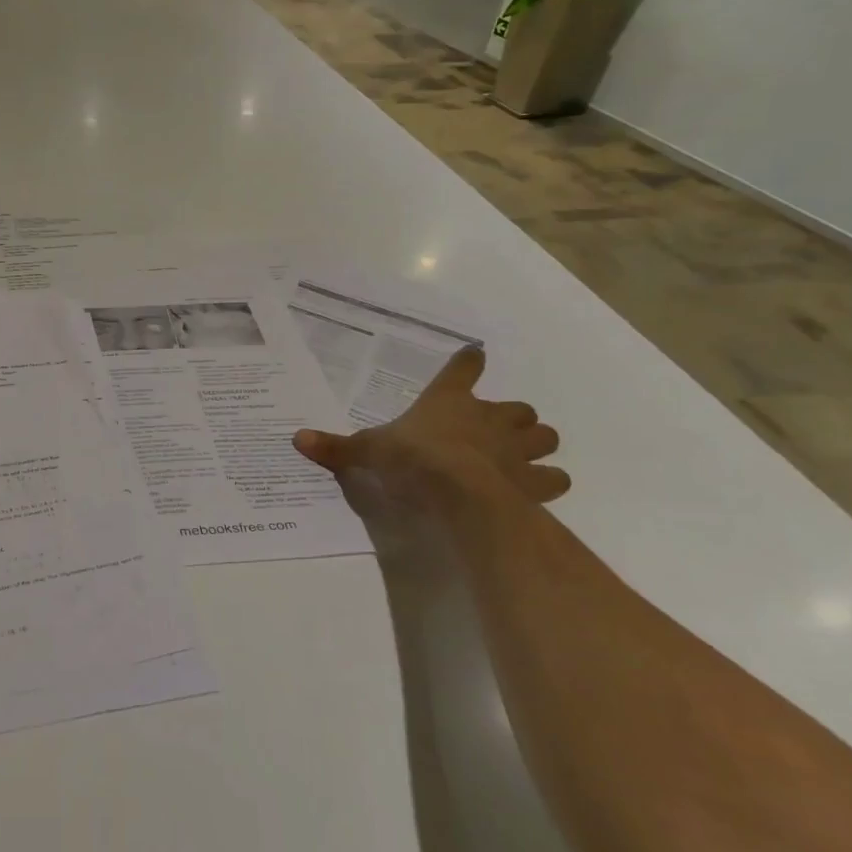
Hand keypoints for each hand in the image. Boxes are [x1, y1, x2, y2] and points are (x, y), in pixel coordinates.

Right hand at [293, 347, 568, 524]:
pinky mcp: (533, 482)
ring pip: (544, 436)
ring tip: (520, 456)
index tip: (473, 356)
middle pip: (517, 407)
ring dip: (536, 444)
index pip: (463, 369)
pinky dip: (547, 481)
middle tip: (494, 428)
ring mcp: (516, 450)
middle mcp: (489, 419)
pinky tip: (534, 489)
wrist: (458, 494)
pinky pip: (554, 478)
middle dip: (510, 416)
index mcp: (449, 402)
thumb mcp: (368, 452)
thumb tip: (297, 439)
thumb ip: (338, 447)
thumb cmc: (412, 460)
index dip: (467, 363)